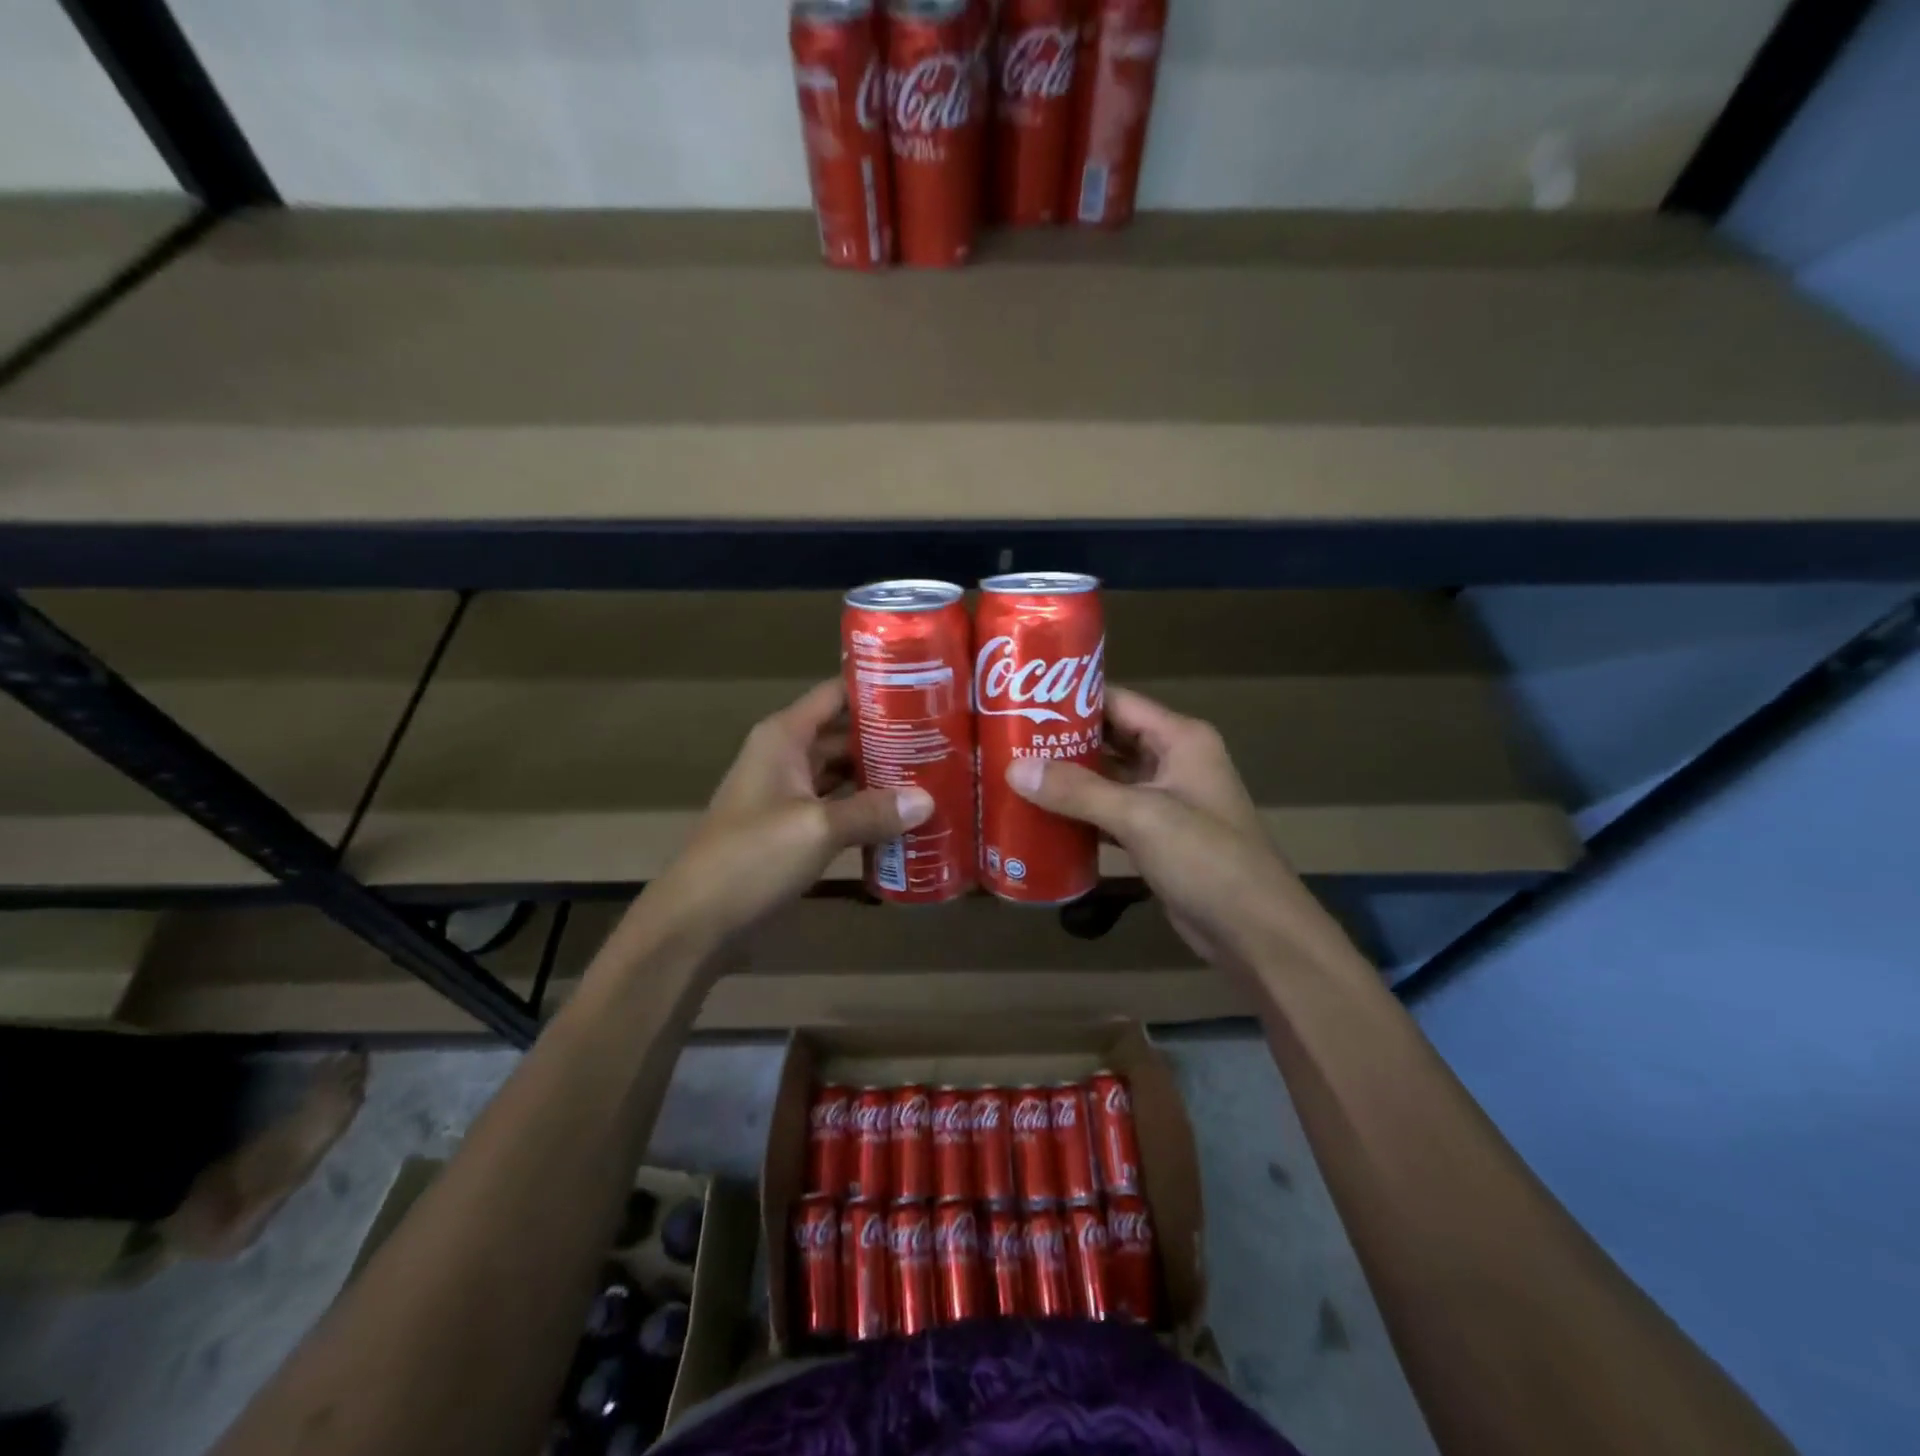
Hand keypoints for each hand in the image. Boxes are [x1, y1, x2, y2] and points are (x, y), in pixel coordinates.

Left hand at [636, 680, 931, 951]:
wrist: (697, 921)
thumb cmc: (752, 858)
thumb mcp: (818, 828)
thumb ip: (874, 811)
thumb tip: (928, 800)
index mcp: (785, 737)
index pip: (835, 694)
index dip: (876, 688)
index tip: (924, 689)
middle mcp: (786, 757)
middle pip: (845, 734)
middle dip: (889, 737)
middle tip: (942, 741)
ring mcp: (788, 795)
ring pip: (843, 773)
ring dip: (881, 776)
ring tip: (935, 774)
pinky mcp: (793, 829)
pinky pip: (838, 807)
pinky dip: (866, 810)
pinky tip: (903, 818)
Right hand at [1005, 686, 1316, 970]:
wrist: (1255, 931)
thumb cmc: (1206, 859)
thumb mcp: (1141, 816)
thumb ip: (1078, 791)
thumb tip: (1014, 769)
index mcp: (1180, 739)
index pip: (1117, 702)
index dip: (1072, 698)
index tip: (1021, 699)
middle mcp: (1173, 761)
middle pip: (1109, 739)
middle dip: (1062, 740)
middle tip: (1008, 740)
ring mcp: (1166, 801)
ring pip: (1107, 779)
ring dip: (1068, 780)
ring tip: (1014, 775)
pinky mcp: (1157, 837)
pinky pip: (1110, 814)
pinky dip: (1080, 815)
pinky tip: (1041, 818)